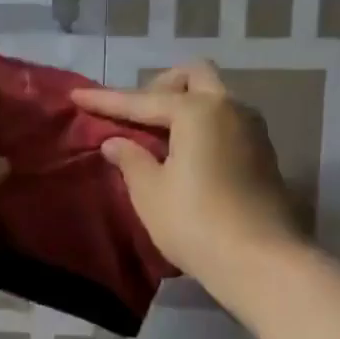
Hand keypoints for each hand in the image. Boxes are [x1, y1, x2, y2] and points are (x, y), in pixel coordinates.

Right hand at [71, 62, 301, 294]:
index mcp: (197, 111)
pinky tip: (185, 154)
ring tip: (158, 136)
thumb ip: (130, 160)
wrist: (262, 262)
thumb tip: (115, 142)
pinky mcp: (263, 154)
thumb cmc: (196, 223)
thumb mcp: (150, 193)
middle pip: (194, 76)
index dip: (106, 100)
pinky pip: (225, 122)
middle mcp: (230, 108)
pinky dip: (201, 126)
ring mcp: (253, 130)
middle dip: (160, 86)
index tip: (76, 95)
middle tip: (136, 115)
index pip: (141, 100)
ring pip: (214, 98)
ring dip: (184, 105)